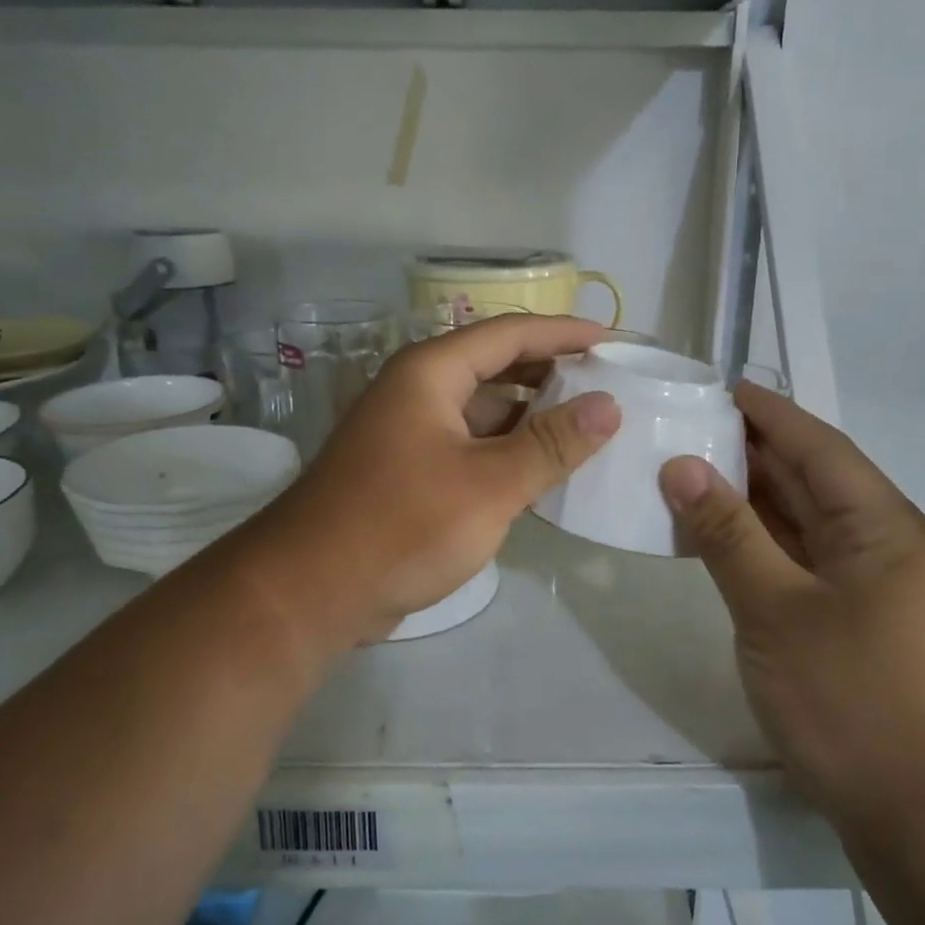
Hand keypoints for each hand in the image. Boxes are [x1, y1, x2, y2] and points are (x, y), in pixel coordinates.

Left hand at [237, 314, 621, 647]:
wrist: (312, 591)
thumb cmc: (403, 525)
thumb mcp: (489, 484)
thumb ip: (551, 444)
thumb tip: (609, 405)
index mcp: (430, 373)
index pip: (508, 333)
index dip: (563, 333)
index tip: (612, 342)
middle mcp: (418, 392)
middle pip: (496, 367)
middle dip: (551, 374)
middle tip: (608, 387)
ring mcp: (411, 433)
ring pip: (485, 411)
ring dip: (533, 419)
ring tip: (589, 430)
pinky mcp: (410, 472)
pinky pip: (471, 447)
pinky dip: (508, 453)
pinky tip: (545, 473)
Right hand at [658, 384, 924, 838]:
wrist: (914, 812)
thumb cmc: (848, 701)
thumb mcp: (775, 610)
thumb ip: (727, 533)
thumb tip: (682, 467)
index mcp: (881, 525)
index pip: (818, 446)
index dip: (766, 413)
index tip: (714, 386)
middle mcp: (880, 541)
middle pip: (809, 476)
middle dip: (749, 449)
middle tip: (684, 424)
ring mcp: (866, 580)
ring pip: (800, 517)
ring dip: (748, 494)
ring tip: (685, 467)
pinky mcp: (847, 614)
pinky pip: (796, 555)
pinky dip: (755, 538)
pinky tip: (711, 531)